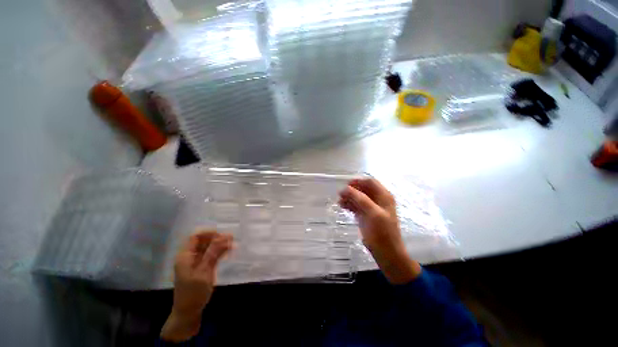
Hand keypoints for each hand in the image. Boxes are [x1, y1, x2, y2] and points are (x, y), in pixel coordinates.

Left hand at [161, 231, 232, 341]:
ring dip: (220, 245)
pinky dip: (219, 252)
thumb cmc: (193, 292)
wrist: (188, 312)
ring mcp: (196, 262)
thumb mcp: (204, 272)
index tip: (222, 236)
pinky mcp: (202, 267)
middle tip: (231, 240)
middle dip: (217, 239)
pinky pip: (211, 255)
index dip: (208, 234)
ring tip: (233, 244)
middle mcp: (190, 256)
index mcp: (185, 256)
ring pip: (208, 248)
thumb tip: (225, 237)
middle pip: (203, 241)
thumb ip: (213, 253)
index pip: (196, 237)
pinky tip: (228, 251)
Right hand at [339, 178, 420, 283]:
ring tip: (339, 201)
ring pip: (358, 197)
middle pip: (363, 189)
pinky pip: (357, 206)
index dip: (358, 182)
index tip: (346, 185)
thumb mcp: (373, 213)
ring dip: (349, 197)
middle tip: (340, 194)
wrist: (387, 253)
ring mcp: (372, 208)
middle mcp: (378, 200)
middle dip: (352, 190)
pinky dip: (350, 205)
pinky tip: (342, 206)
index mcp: (384, 196)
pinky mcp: (366, 216)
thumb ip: (360, 199)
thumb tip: (346, 188)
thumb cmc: (382, 232)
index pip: (370, 182)